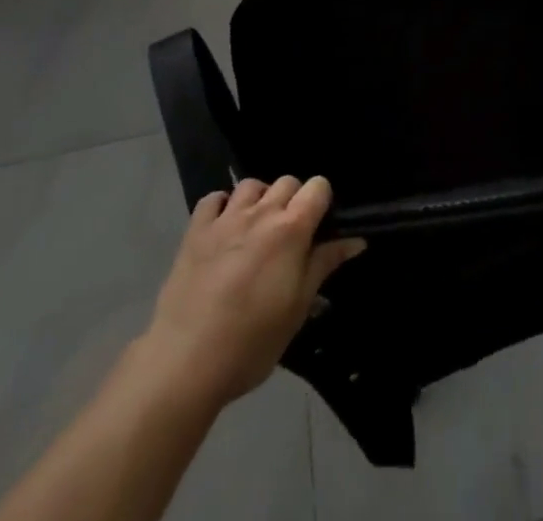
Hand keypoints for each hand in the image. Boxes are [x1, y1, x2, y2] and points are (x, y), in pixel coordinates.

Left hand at [137, 176, 364, 408]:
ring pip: (252, 185)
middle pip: (287, 181)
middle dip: (294, 200)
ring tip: (258, 228)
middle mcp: (260, 212)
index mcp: (291, 229)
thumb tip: (356, 240)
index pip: (318, 186)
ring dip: (261, 199)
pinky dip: (223, 205)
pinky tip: (225, 227)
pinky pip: (214, 199)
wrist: (186, 360)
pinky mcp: (196, 230)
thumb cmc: (252, 341)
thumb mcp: (298, 308)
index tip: (320, 227)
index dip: (322, 201)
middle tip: (290, 235)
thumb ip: (325, 265)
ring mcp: (225, 218)